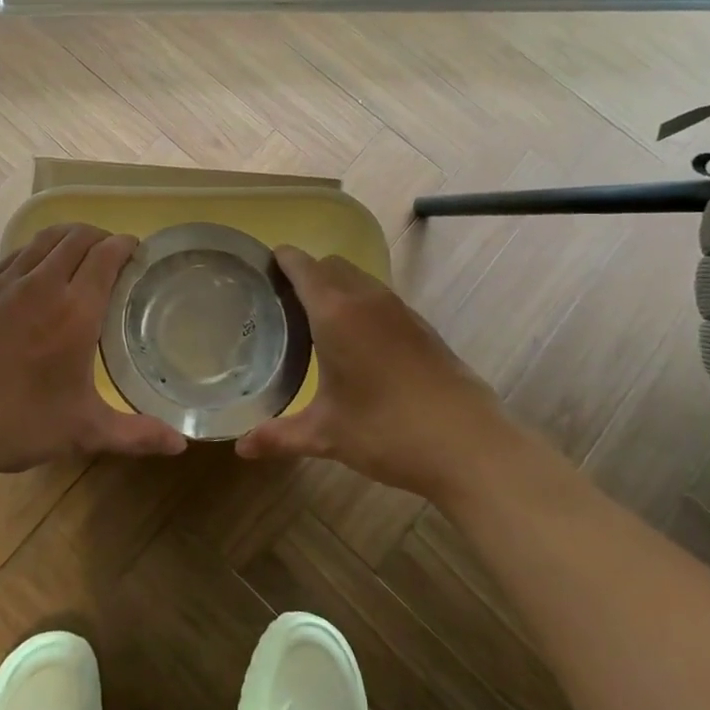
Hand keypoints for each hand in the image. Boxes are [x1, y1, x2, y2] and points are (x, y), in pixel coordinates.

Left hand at [0, 223, 188, 478]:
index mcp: (75, 310)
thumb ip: (137, 434)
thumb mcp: (85, 432)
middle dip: (99, 236)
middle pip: (76, 237)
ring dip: (66, 238)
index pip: (106, 255)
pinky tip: (33, 274)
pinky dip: (33, 253)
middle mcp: (41, 284)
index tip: (136, 251)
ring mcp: (3, 283)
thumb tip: (181, 444)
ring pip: (42, 240)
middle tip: (110, 253)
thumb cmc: (20, 424)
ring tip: (76, 254)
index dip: (125, 245)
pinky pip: (13, 256)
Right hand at [236, 246, 508, 498]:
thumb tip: (239, 448)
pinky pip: (380, 298)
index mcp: (335, 312)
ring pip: (358, 279)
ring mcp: (399, 309)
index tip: (261, 271)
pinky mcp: (422, 325)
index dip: (280, 260)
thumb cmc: (387, 431)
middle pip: (330, 265)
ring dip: (336, 287)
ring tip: (317, 322)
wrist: (469, 445)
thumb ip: (279, 436)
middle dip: (306, 274)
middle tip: (283, 304)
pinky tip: (358, 344)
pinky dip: (361, 305)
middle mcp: (366, 299)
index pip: (301, 265)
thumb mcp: (326, 434)